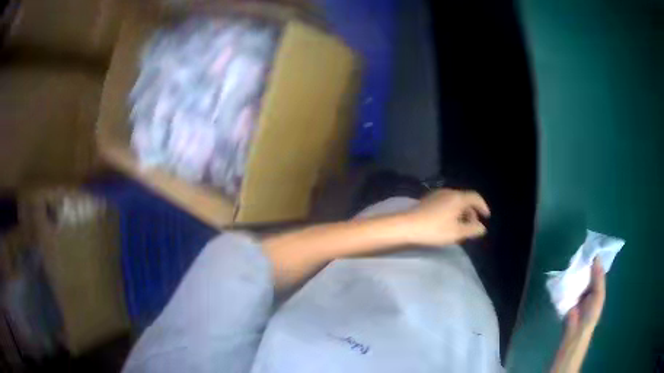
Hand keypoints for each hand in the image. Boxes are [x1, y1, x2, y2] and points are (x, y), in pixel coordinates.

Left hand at [404, 189, 489, 245]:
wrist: (407, 226)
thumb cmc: (435, 229)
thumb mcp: (457, 233)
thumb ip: (472, 229)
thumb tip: (482, 228)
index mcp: (458, 197)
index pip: (475, 197)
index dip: (483, 206)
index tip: (486, 217)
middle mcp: (449, 192)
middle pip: (465, 199)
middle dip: (472, 212)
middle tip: (473, 226)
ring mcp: (437, 194)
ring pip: (455, 201)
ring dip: (461, 212)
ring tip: (461, 226)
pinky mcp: (428, 199)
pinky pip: (446, 203)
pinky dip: (452, 211)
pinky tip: (448, 222)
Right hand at [566, 258, 605, 333]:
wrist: (575, 331)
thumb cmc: (591, 314)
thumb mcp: (599, 295)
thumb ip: (599, 277)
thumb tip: (596, 256)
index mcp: (596, 286)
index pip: (596, 269)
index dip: (594, 259)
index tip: (590, 247)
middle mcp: (586, 286)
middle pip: (585, 271)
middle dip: (583, 263)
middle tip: (579, 251)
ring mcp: (575, 290)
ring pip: (576, 276)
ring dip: (574, 270)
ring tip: (571, 259)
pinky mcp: (565, 295)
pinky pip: (566, 284)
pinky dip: (565, 278)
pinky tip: (564, 271)